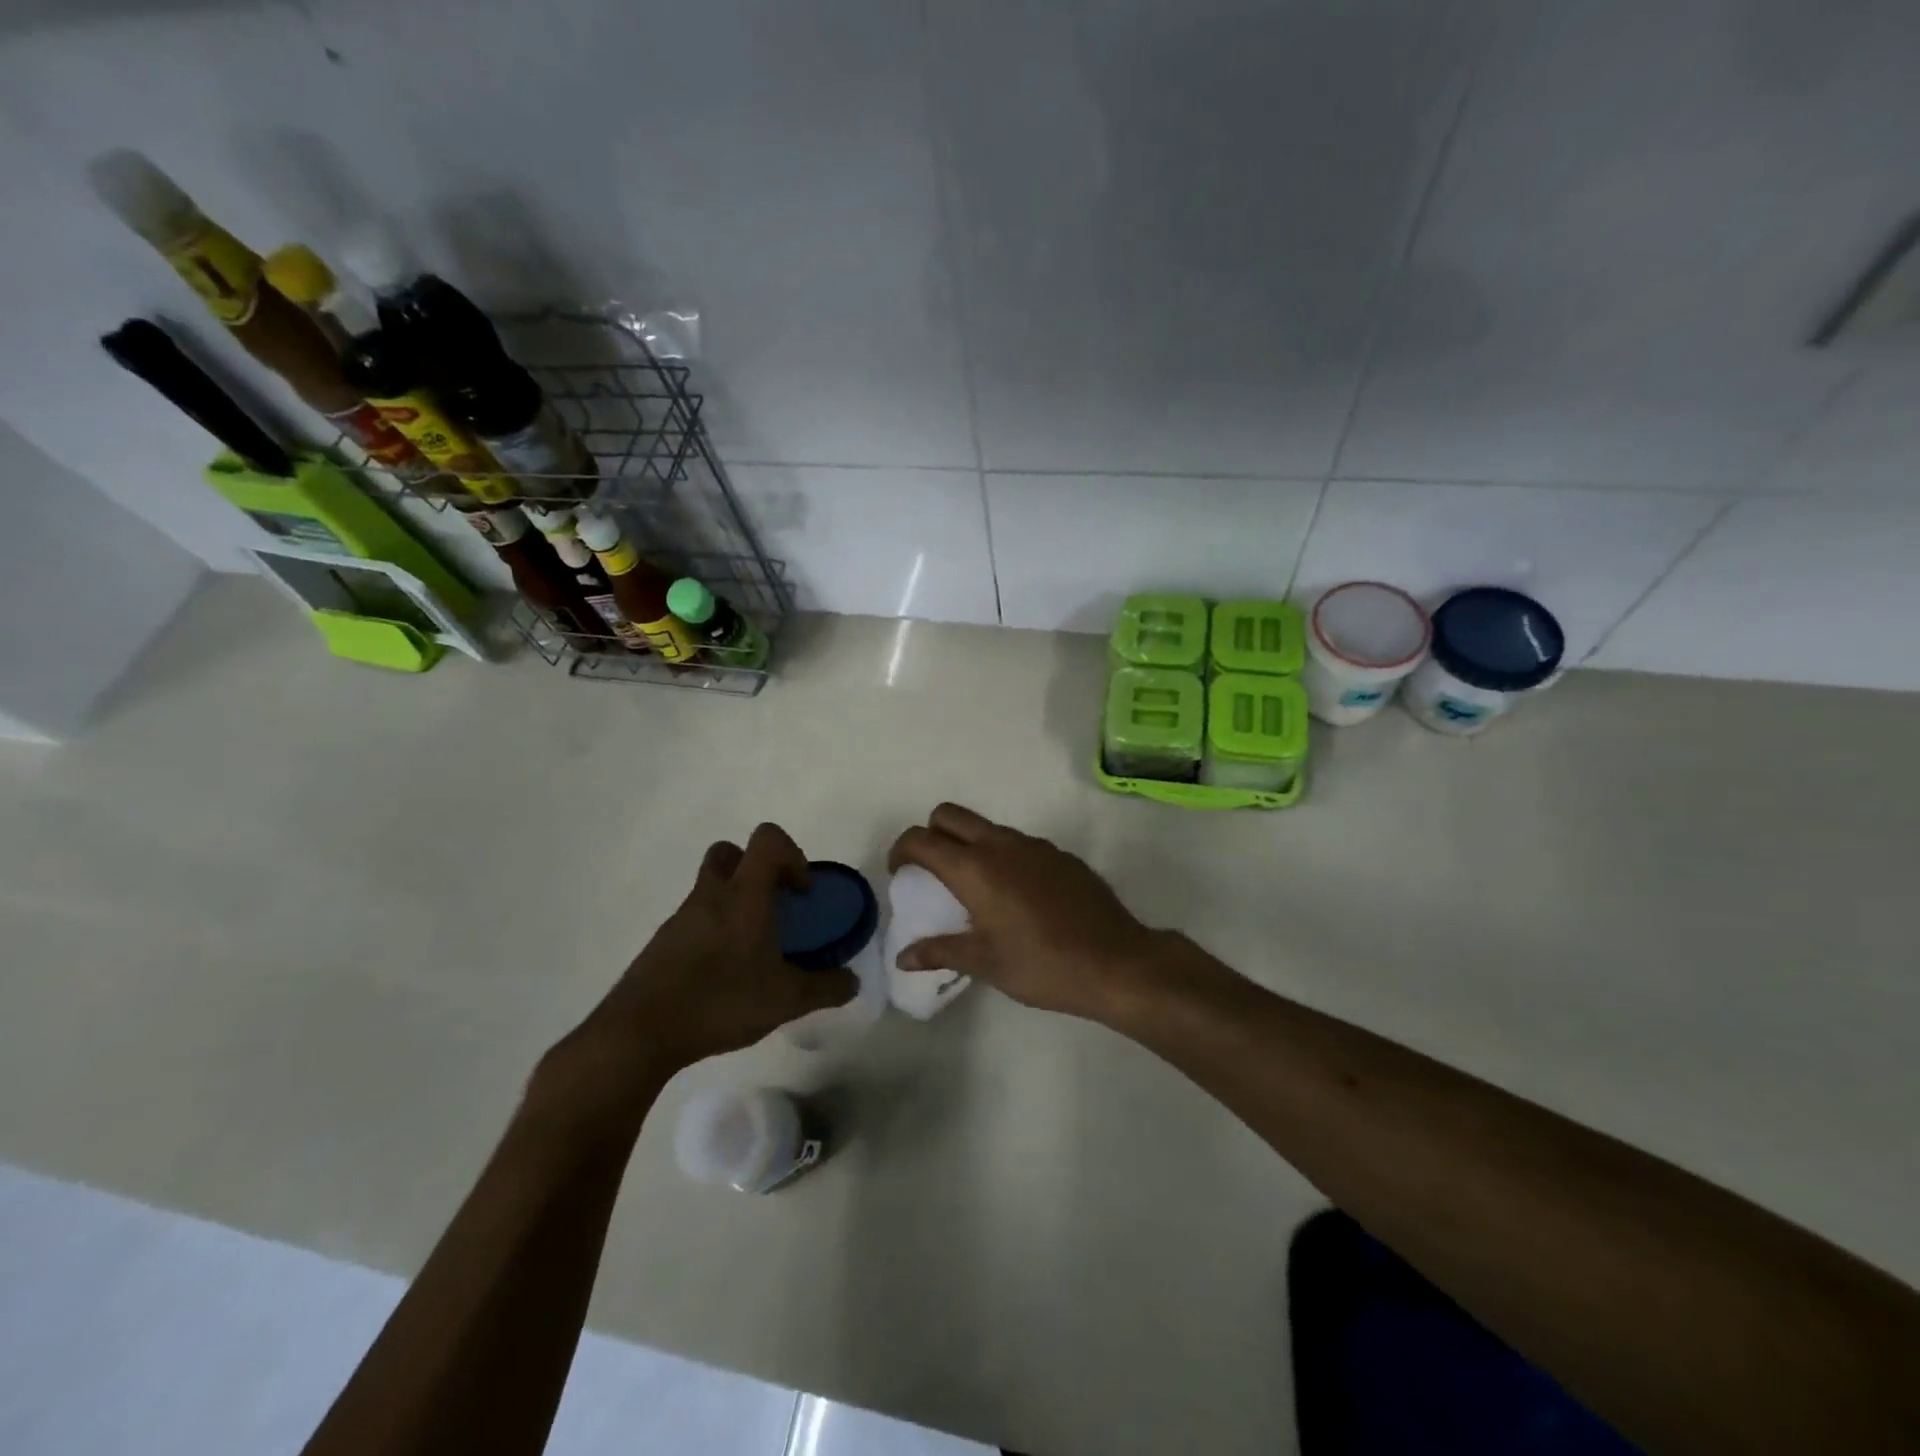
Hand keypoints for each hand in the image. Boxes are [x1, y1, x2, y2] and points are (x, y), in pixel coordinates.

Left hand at [537, 825, 856, 1123]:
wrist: (639, 1033)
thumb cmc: (720, 1002)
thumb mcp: (786, 1001)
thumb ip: (826, 988)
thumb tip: (852, 982)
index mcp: (744, 895)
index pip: (767, 839)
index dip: (793, 855)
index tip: (801, 893)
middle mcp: (711, 895)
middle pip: (731, 853)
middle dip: (757, 869)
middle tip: (774, 907)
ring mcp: (682, 918)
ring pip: (711, 887)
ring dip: (735, 902)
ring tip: (752, 949)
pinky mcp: (663, 943)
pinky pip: (695, 919)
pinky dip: (714, 931)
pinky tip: (724, 973)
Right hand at [887, 803, 1162, 1022]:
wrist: (1116, 962)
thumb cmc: (1042, 965)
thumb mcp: (985, 963)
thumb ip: (940, 951)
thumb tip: (903, 957)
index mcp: (975, 869)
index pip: (922, 839)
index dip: (901, 850)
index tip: (900, 873)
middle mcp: (1001, 845)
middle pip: (949, 815)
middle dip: (931, 833)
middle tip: (932, 871)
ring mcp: (1035, 846)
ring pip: (986, 827)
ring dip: (969, 844)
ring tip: (974, 888)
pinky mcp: (1060, 855)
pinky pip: (1018, 843)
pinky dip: (1003, 856)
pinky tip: (1017, 896)